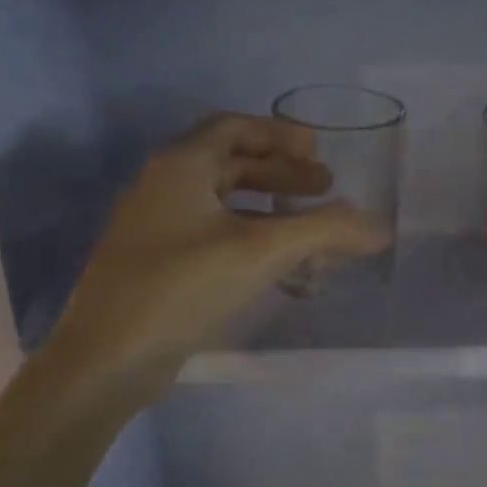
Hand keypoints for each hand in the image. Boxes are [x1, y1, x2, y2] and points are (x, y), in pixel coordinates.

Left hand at [46, 113, 389, 395]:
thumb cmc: (183, 287)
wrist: (106, 359)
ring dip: (268, 209)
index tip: (318, 151)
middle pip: (231, 164)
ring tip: (308, 230)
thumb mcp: (261, 251)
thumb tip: (380, 228)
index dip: (279, 135)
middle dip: (281, 174)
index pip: (234, 127)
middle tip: (325, 190)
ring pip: (221, 203)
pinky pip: (210, 235)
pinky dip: (247, 238)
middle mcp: (162, 186)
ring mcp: (154, 227)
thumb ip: (324, 231)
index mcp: (181, 165)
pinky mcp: (154, 264)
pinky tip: (275, 267)